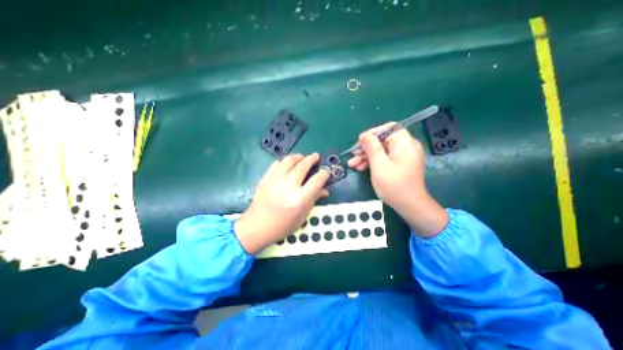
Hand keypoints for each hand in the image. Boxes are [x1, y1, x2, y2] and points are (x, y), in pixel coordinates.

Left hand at [234, 152, 329, 253]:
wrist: (257, 226)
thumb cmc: (282, 226)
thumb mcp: (302, 216)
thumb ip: (314, 199)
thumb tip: (325, 190)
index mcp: (299, 199)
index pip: (316, 181)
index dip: (324, 174)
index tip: (326, 171)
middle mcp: (287, 187)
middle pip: (302, 166)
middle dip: (311, 159)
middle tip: (315, 156)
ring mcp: (274, 181)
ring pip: (289, 160)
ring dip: (298, 157)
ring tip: (303, 158)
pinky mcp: (265, 178)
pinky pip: (277, 163)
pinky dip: (285, 161)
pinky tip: (288, 165)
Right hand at [346, 123, 448, 237]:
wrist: (410, 206)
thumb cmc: (395, 186)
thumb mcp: (379, 166)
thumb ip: (372, 148)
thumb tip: (364, 135)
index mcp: (405, 144)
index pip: (389, 128)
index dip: (372, 133)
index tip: (359, 142)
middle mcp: (406, 146)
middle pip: (383, 140)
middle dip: (366, 148)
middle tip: (353, 156)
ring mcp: (403, 156)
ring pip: (382, 150)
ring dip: (367, 156)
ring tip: (353, 165)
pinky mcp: (400, 164)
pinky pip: (385, 158)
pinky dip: (373, 162)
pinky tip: (361, 168)